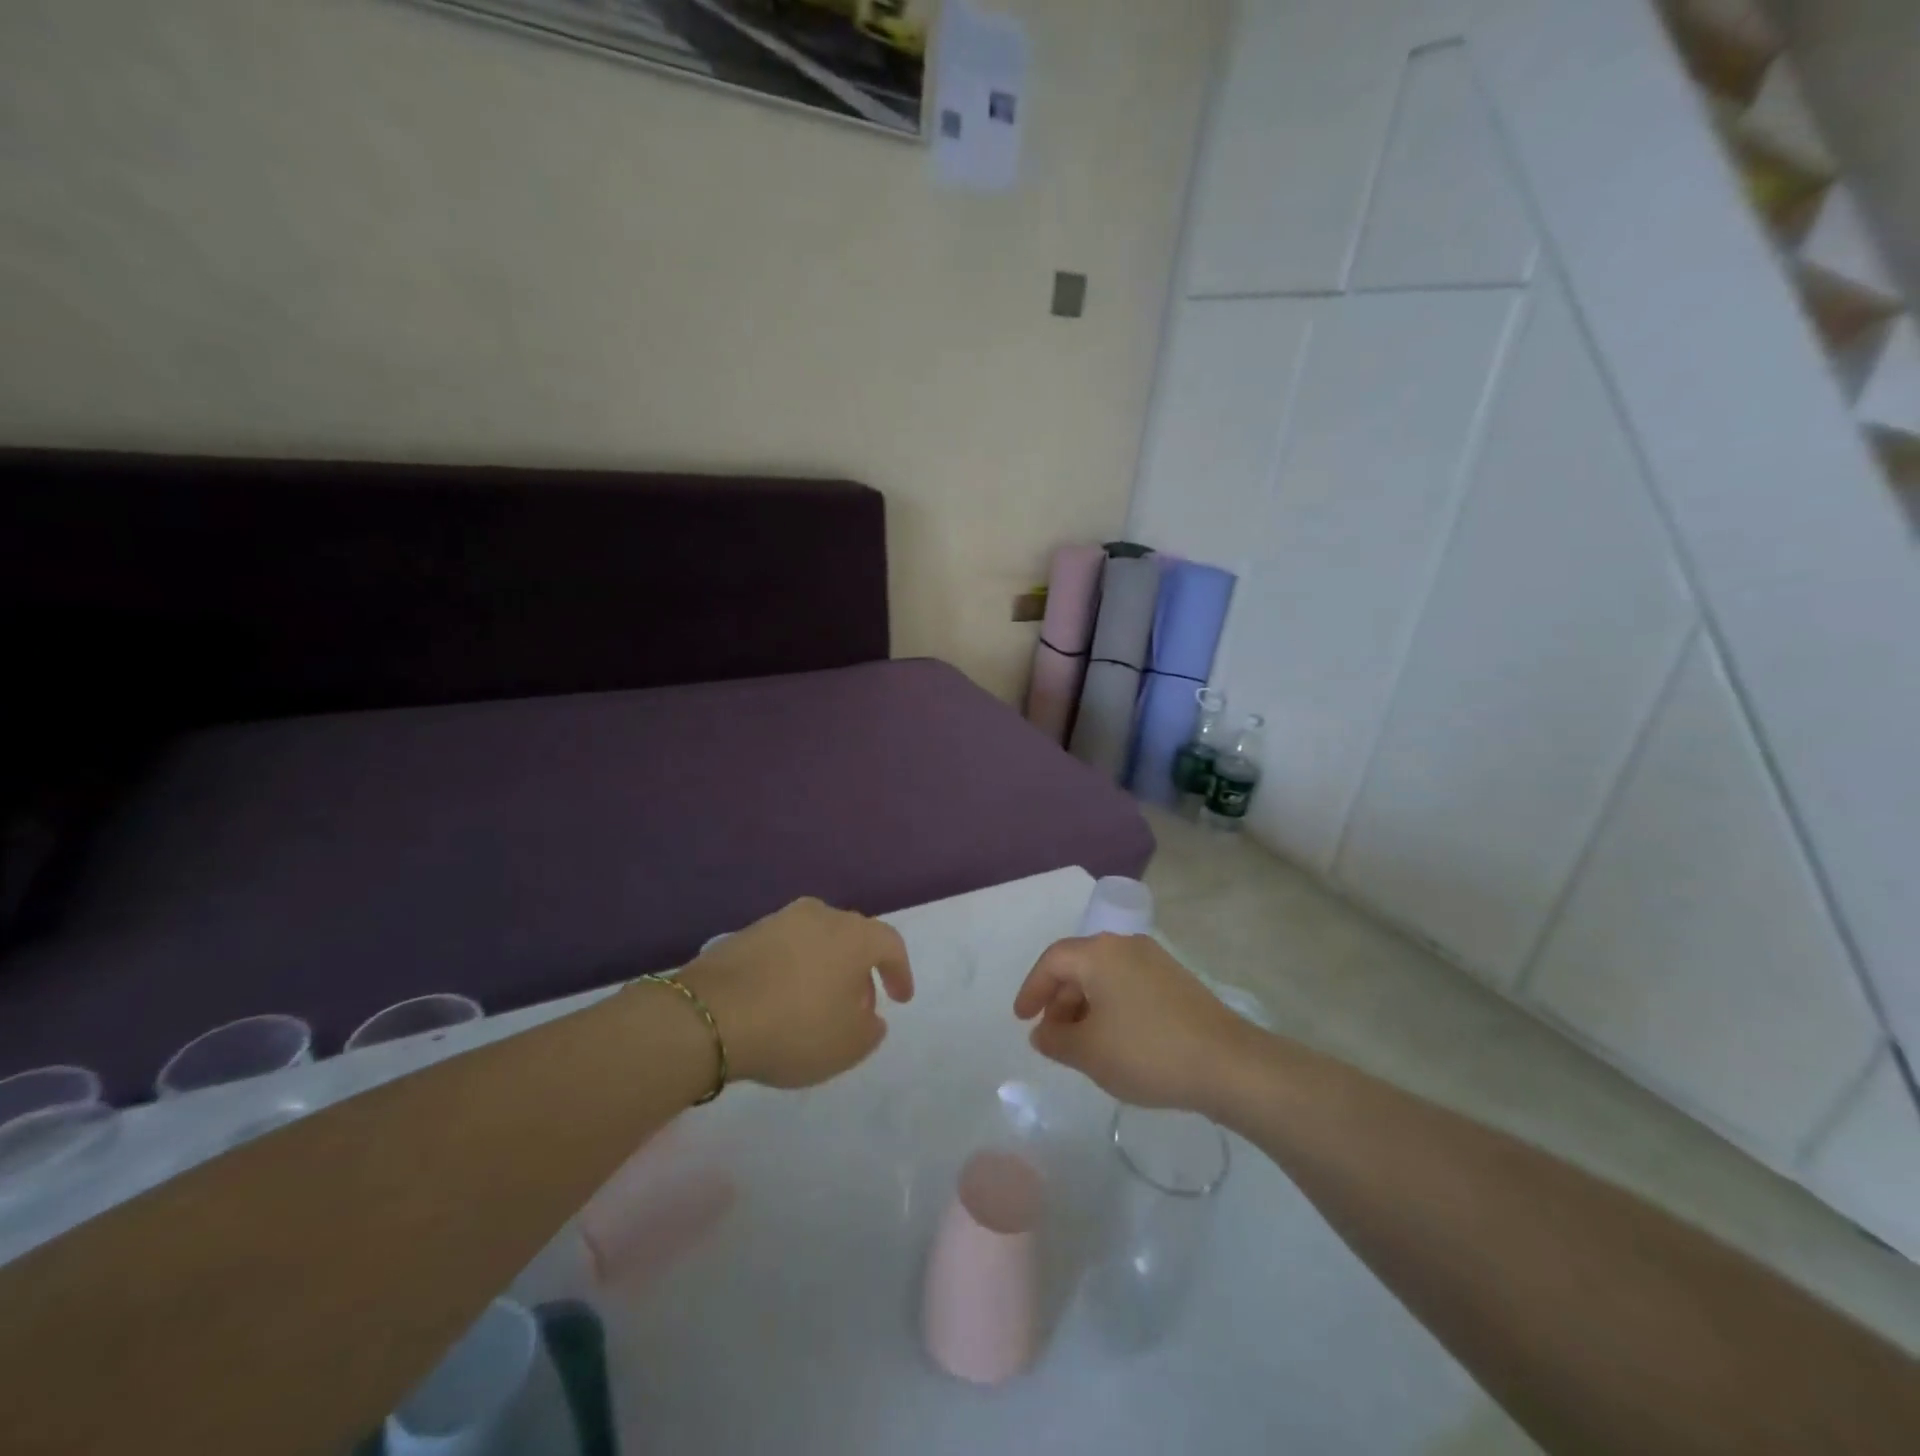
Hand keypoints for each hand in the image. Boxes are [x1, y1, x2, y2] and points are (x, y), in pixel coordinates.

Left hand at [678, 898, 913, 1088]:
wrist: (709, 1016)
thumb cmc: (794, 1028)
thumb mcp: (848, 1046)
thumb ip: (871, 1030)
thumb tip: (870, 1016)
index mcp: (854, 935)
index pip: (890, 944)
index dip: (900, 972)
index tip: (900, 1000)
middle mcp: (820, 915)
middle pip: (853, 937)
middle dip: (861, 971)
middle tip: (859, 1006)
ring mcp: (779, 920)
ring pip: (817, 940)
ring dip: (825, 968)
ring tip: (817, 1004)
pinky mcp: (745, 933)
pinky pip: (784, 949)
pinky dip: (793, 969)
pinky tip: (782, 999)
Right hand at [1013, 934, 1257, 1111]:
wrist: (1228, 1064)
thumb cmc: (1147, 1052)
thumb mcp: (1089, 1052)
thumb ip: (1056, 1040)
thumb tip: (1043, 1032)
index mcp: (1099, 953)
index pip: (1052, 961)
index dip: (1032, 988)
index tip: (1021, 1019)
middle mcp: (1125, 945)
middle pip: (1079, 965)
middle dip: (1059, 999)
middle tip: (1051, 1035)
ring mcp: (1155, 960)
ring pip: (1105, 976)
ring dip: (1085, 1005)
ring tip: (1081, 1044)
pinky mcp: (1176, 981)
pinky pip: (1128, 985)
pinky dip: (1111, 1007)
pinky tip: (1115, 1040)